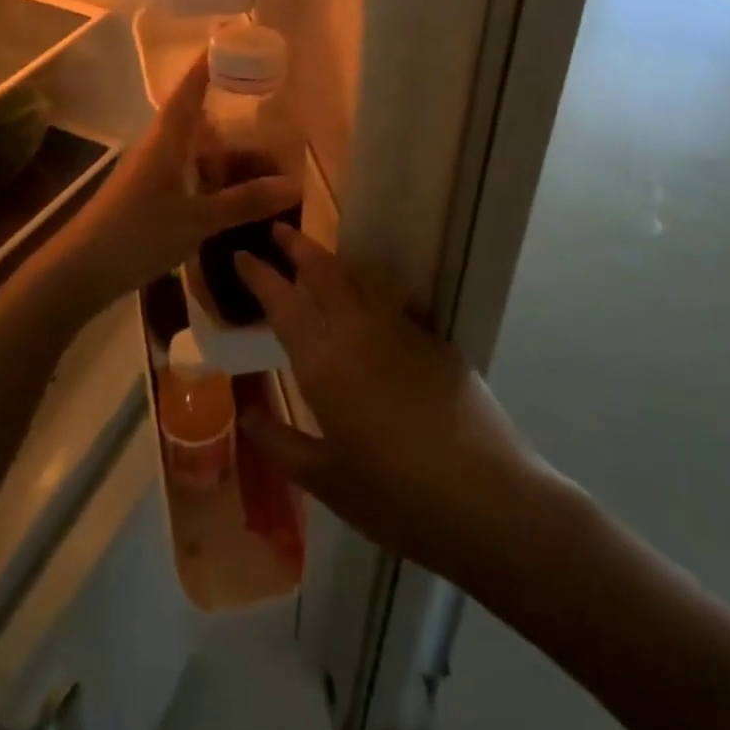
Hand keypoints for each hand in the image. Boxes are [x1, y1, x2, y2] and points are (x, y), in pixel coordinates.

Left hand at [52, 55, 299, 323]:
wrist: (81, 269)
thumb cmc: (137, 233)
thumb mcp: (196, 220)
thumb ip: (243, 202)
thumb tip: (294, 183)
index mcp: (167, 139)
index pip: (190, 89)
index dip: (210, 64)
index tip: (235, 42)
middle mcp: (158, 146)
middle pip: (195, 116)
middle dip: (229, 110)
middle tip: (269, 107)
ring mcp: (151, 171)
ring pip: (192, 147)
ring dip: (222, 147)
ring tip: (262, 152)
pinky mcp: (148, 194)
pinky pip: (187, 171)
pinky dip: (211, 173)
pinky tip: (232, 190)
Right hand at [236, 227, 543, 583]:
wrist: (486, 499)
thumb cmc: (395, 498)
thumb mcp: (326, 481)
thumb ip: (280, 443)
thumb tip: (247, 412)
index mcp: (324, 363)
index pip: (283, 301)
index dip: (259, 273)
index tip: (242, 254)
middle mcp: (359, 332)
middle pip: (324, 270)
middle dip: (297, 245)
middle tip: (278, 231)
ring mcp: (402, 329)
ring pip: (360, 277)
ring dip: (334, 260)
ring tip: (319, 258)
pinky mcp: (435, 338)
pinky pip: (392, 299)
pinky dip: (369, 288)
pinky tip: (369, 301)